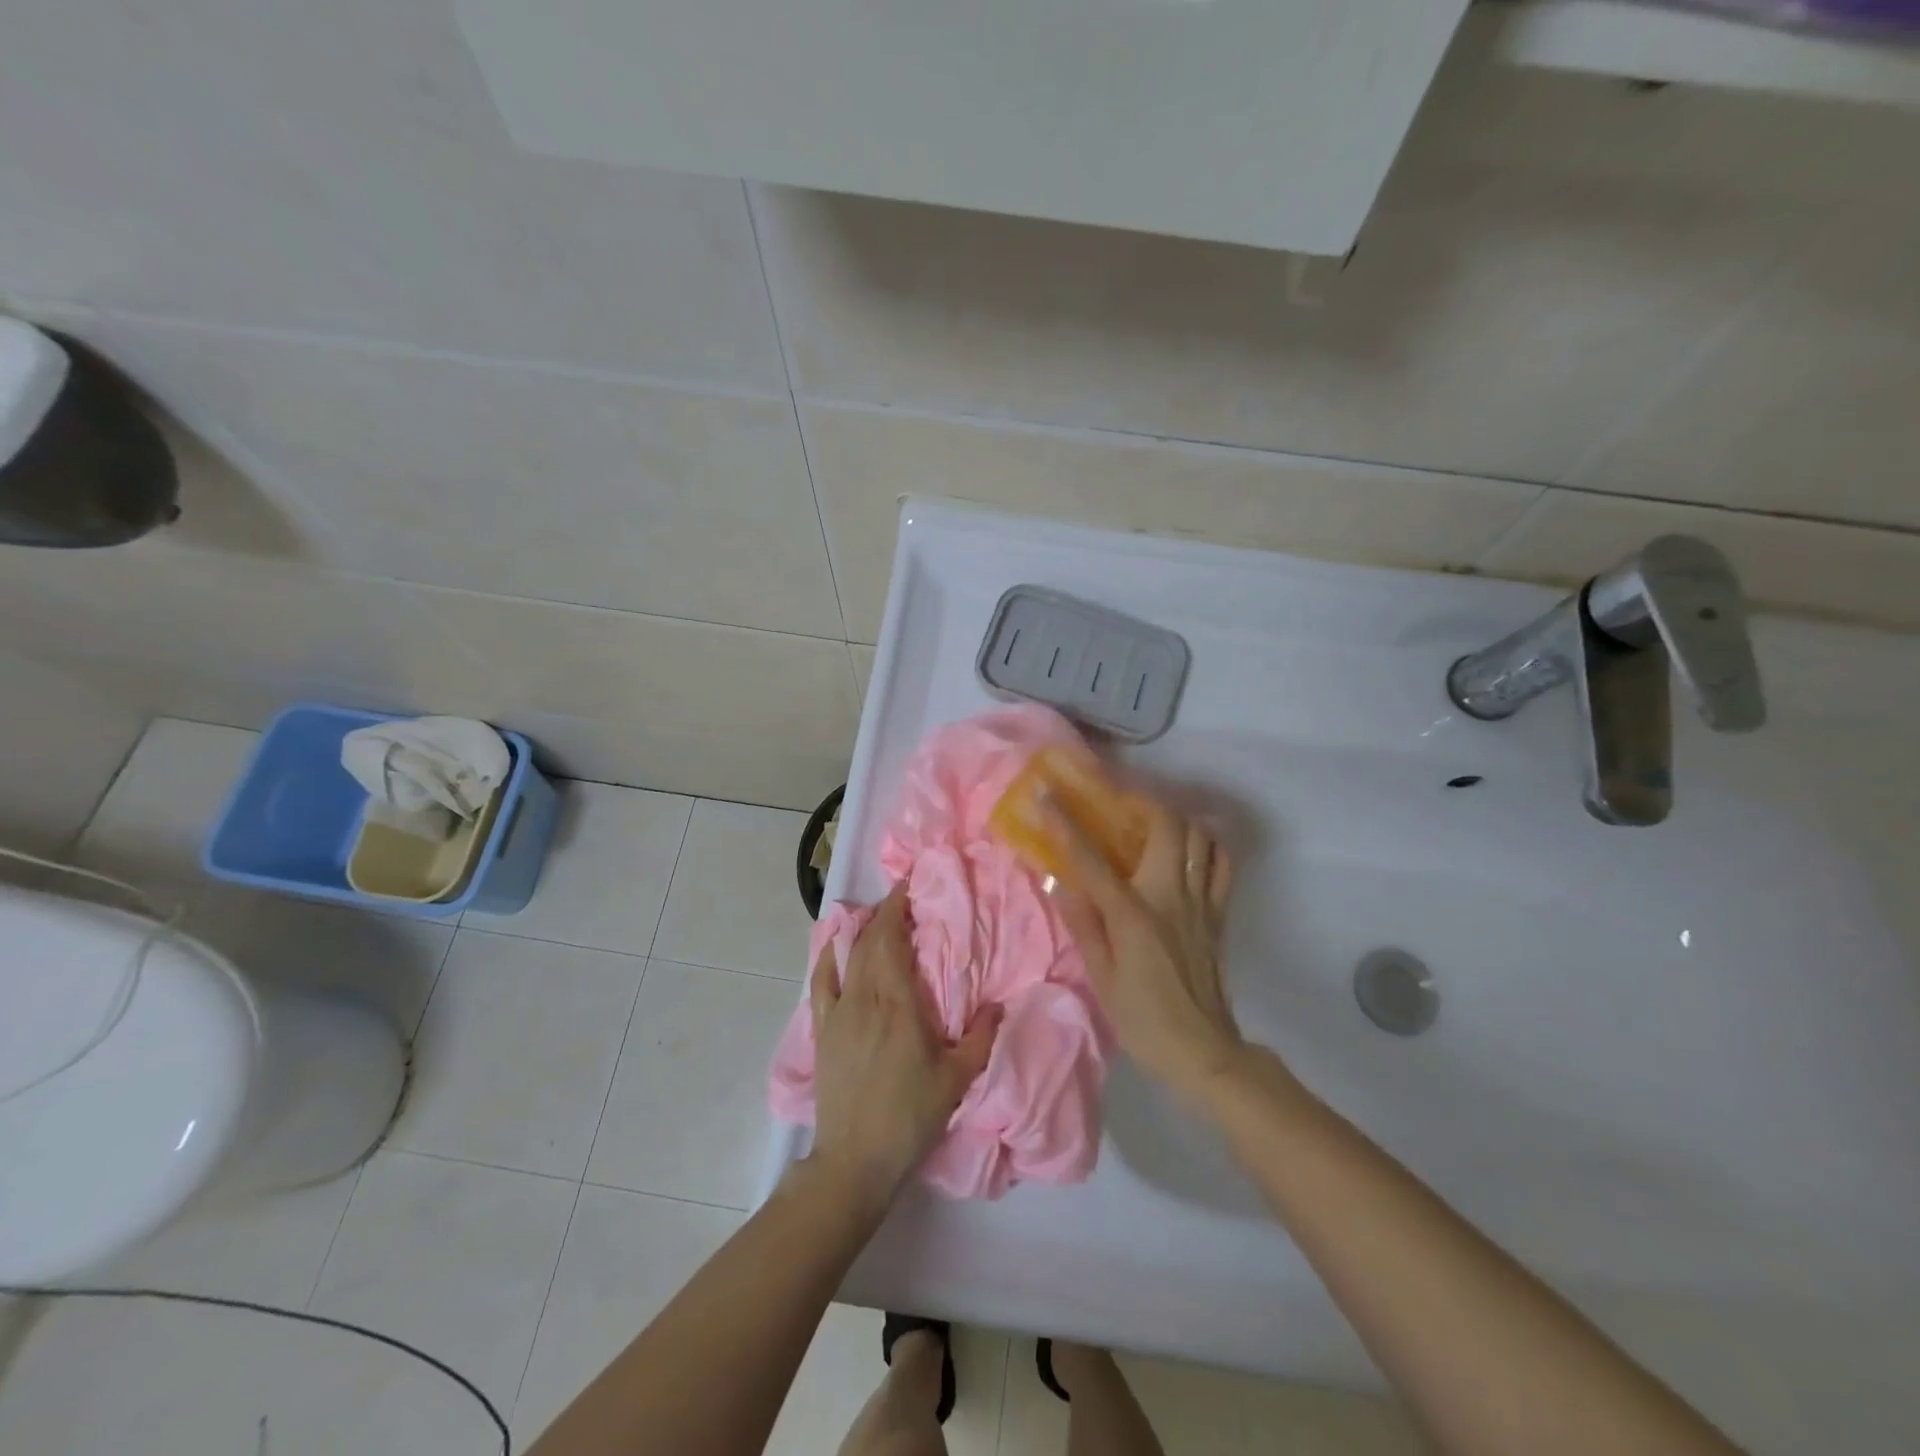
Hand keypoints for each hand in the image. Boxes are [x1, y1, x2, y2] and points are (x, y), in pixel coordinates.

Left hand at [807, 882, 1000, 1207]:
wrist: (855, 1160)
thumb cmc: (910, 1117)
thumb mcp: (956, 1080)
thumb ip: (982, 1038)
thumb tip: (999, 1004)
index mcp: (898, 1004)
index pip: (892, 940)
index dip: (898, 907)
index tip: (910, 886)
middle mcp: (864, 998)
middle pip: (869, 940)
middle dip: (885, 913)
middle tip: (904, 899)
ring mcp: (838, 1013)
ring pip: (848, 956)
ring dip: (861, 930)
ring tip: (877, 918)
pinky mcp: (822, 1030)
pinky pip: (821, 981)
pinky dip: (829, 956)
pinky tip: (837, 947)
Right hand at [1046, 795, 1242, 1100]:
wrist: (1204, 1052)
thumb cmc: (1144, 1020)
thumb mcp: (1101, 979)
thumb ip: (1084, 926)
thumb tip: (1062, 883)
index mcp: (1133, 914)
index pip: (1093, 858)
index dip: (1066, 822)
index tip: (1048, 794)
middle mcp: (1170, 896)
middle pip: (1166, 826)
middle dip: (1141, 802)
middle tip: (1118, 804)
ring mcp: (1200, 902)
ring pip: (1198, 836)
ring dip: (1175, 819)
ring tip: (1151, 822)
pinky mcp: (1218, 913)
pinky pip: (1221, 864)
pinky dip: (1208, 845)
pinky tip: (1189, 848)